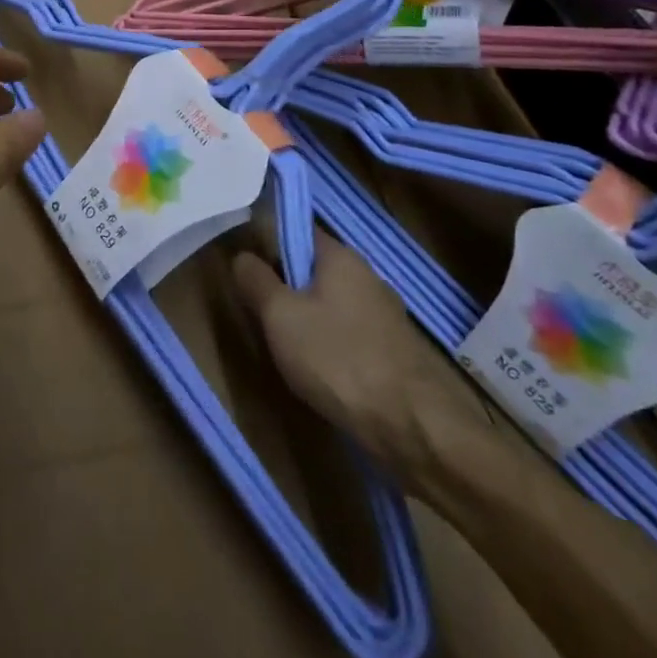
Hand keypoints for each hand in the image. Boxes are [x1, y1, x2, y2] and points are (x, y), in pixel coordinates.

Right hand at [233, 228, 491, 494]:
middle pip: (314, 269)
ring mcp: (386, 313)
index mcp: (341, 256)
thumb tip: (242, 255)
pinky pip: (351, 333)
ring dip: (309, 320)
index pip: (298, 230)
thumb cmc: (338, 359)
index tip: (250, 272)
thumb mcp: (280, 316)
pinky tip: (322, 373)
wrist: (414, 427)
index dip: (270, 245)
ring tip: (288, 350)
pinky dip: (333, 345)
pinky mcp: (395, 350)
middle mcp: (367, 275)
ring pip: (332, 304)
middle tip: (263, 315)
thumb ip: (256, 280)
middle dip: (288, 288)